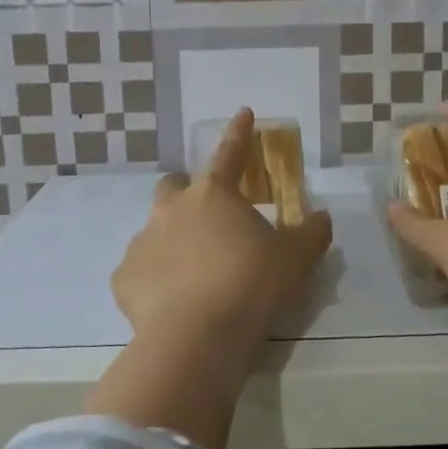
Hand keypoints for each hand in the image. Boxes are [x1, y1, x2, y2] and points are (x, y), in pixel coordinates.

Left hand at [112, 108, 334, 358]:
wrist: (196, 336)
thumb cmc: (251, 285)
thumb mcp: (296, 259)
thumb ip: (312, 233)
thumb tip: (323, 217)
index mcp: (214, 195)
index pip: (230, 153)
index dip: (239, 132)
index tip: (243, 113)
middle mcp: (172, 208)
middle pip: (174, 186)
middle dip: (187, 193)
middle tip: (207, 218)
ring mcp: (143, 241)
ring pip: (155, 229)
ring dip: (172, 241)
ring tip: (193, 274)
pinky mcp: (124, 277)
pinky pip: (139, 271)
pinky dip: (154, 280)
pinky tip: (171, 303)